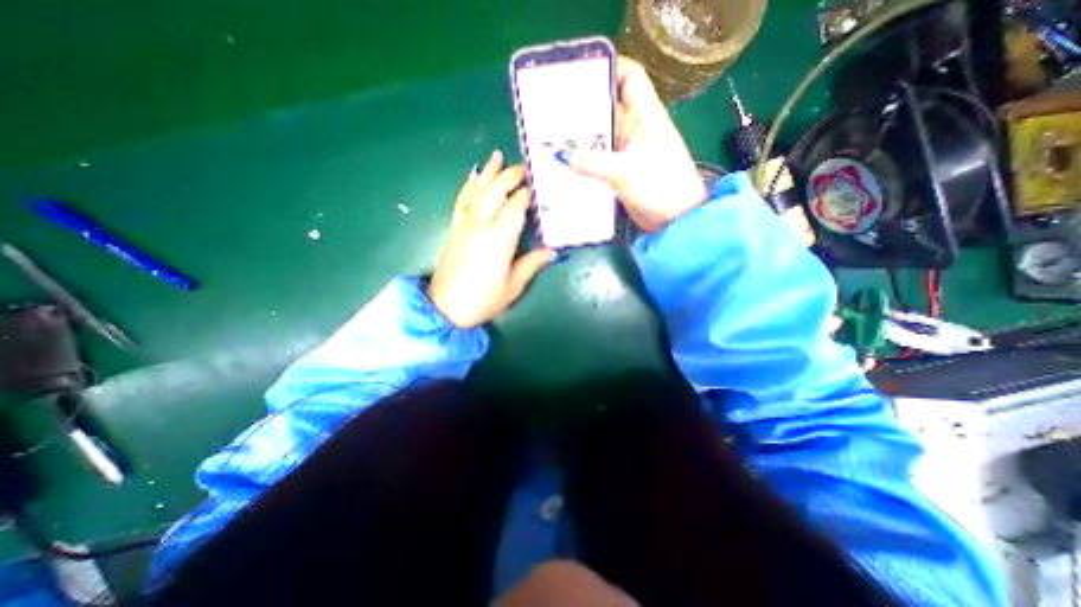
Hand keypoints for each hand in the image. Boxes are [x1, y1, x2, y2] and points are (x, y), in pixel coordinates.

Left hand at [427, 152, 552, 331]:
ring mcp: (464, 225)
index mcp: (499, 239)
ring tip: (498, 155)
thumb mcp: (513, 286)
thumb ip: (533, 264)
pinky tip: (474, 176)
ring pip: (477, 190)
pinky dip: (468, 186)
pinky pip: (461, 200)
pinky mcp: (454, 228)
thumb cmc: (483, 300)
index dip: (528, 193)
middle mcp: (480, 225)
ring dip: (489, 172)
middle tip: (526, 167)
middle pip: (496, 191)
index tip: (539, 185)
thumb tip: (553, 251)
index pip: (516, 206)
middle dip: (511, 175)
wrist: (445, 308)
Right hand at [561, 56, 706, 232]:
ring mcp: (628, 151)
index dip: (608, 67)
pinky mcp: (622, 171)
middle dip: (582, 107)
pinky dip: (585, 159)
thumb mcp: (625, 172)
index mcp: (646, 115)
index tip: (578, 74)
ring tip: (551, 136)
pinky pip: (600, 158)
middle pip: (608, 106)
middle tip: (551, 110)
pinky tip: (566, 162)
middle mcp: (636, 128)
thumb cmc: (661, 187)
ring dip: (580, 137)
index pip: (629, 77)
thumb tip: (561, 156)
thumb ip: (592, 163)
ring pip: (601, 135)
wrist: (676, 221)